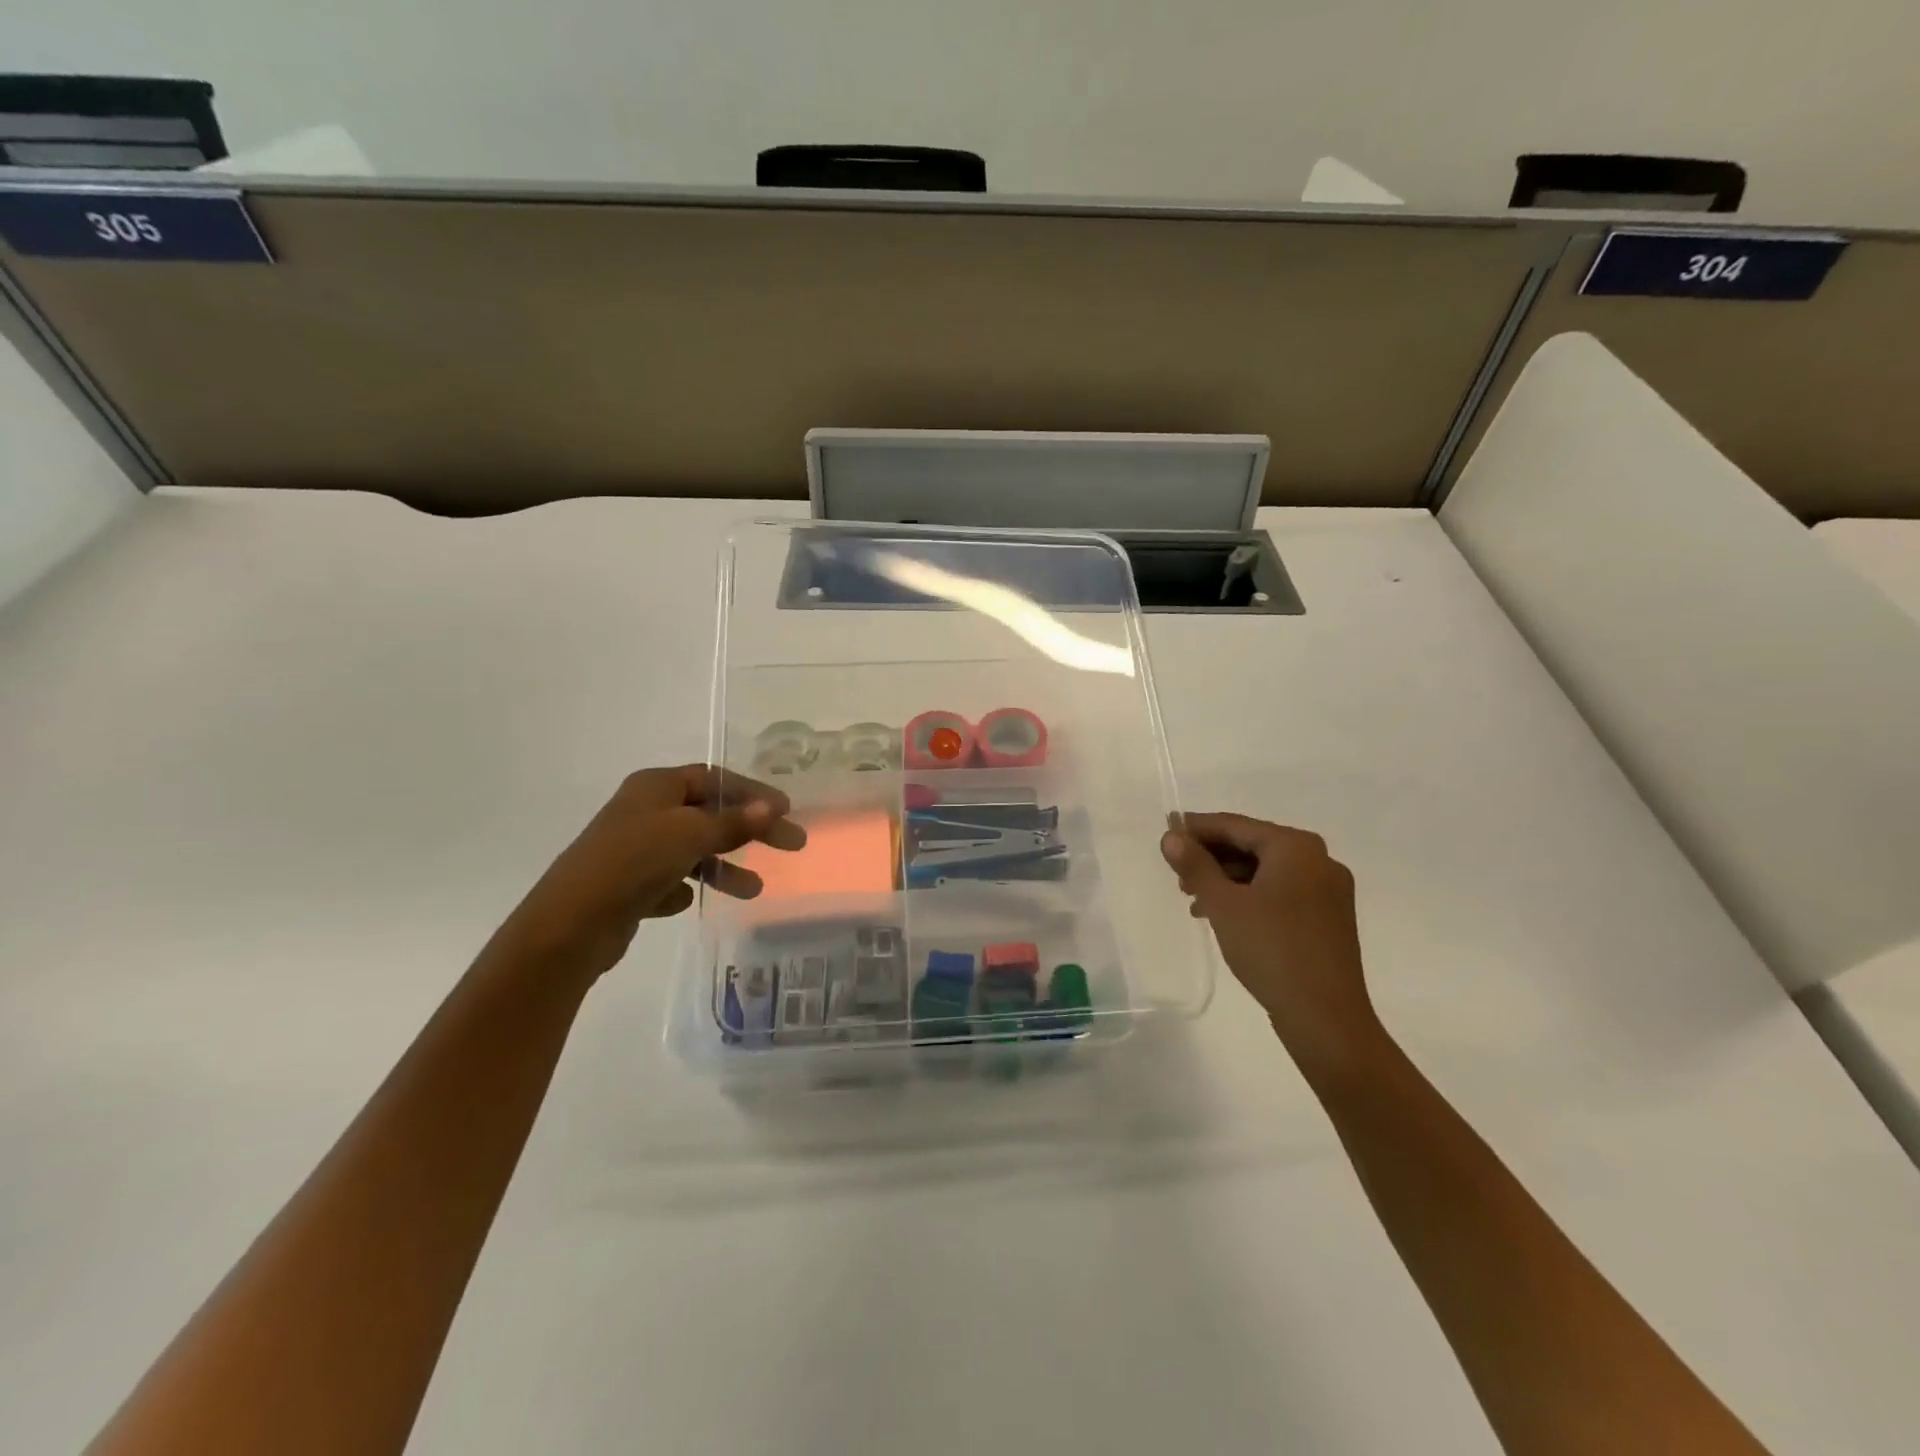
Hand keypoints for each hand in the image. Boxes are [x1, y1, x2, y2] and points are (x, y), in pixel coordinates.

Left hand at [496, 765, 804, 977]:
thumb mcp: (690, 834)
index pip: (714, 779)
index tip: (786, 810)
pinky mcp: (628, 884)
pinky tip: (689, 902)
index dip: (752, 792)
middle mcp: (644, 811)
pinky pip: (669, 880)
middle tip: (791, 845)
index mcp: (655, 787)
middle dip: (749, 831)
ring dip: (724, 867)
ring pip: (692, 850)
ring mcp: (634, 849)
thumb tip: (771, 806)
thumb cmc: (634, 862)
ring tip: (754, 890)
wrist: (571, 924)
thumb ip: (733, 821)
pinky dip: (685, 887)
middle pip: (708, 814)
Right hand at [1161, 813, 1383, 1072]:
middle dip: (1212, 858)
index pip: (1235, 825)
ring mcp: (1328, 890)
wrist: (1325, 1017)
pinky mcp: (1328, 917)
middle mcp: (1319, 860)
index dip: (1197, 828)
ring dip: (1227, 880)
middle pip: (1252, 845)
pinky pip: (1281, 892)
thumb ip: (1195, 865)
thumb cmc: (1271, 949)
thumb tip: (1171, 836)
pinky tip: (1225, 917)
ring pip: (1265, 871)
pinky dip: (1250, 897)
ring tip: (1194, 901)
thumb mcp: (1223, 904)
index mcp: (1296, 847)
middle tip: (1176, 874)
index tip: (1166, 832)